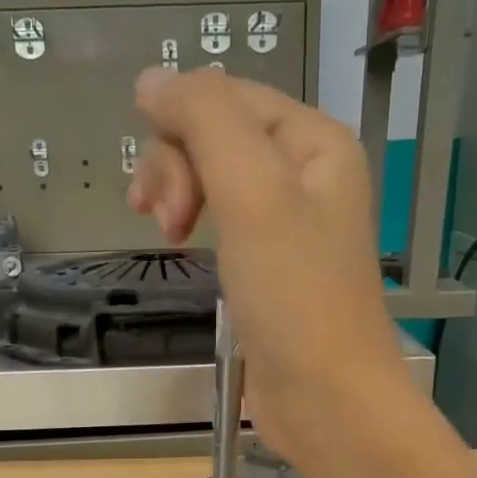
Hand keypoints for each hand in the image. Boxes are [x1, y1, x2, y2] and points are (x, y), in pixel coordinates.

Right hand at [127, 68, 412, 461]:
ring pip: (213, 177)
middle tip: (168, 223)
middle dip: (177, 166)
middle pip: (217, 135)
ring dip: (178, 194)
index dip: (179, 125)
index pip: (228, 97)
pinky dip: (194, 225)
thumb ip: (205, 121)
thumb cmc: (295, 295)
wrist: (325, 397)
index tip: (154, 187)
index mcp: (315, 142)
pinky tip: (181, 245)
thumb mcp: (252, 192)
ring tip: (168, 236)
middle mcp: (305, 173)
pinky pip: (220, 220)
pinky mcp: (268, 266)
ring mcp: (286, 223)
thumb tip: (152, 80)